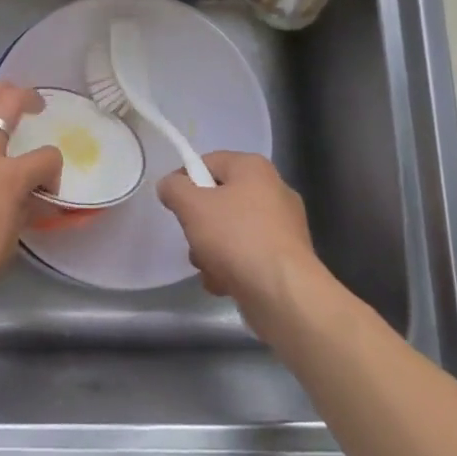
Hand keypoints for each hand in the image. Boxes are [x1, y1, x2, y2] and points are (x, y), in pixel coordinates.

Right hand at [158, 151, 327, 329]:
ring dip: (212, 251)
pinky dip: (233, 268)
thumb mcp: (192, 206)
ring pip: (231, 231)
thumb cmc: (236, 238)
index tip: (173, 205)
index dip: (184, 181)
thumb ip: (174, 188)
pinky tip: (225, 284)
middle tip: (194, 240)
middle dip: (199, 225)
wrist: (283, 293)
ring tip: (209, 268)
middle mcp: (273, 190)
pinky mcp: (286, 258)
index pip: (207, 162)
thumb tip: (170, 185)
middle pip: (218, 200)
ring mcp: (283, 226)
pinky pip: (248, 254)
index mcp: (253, 167)